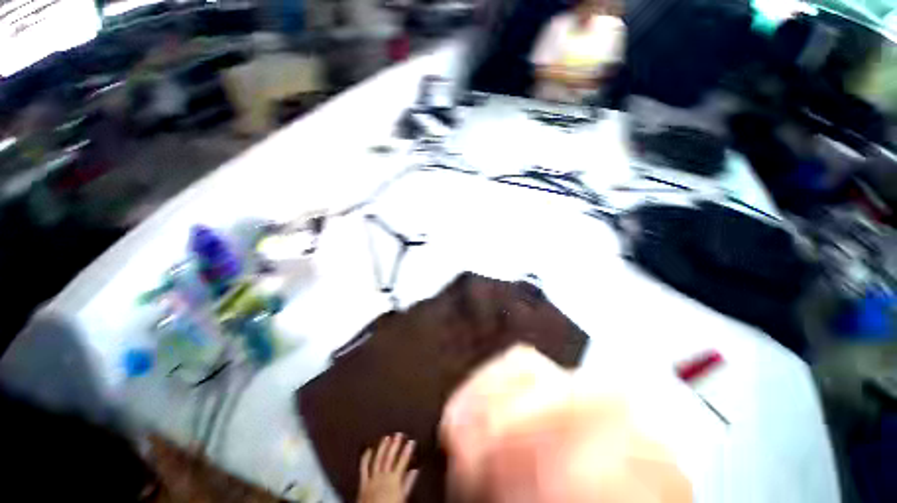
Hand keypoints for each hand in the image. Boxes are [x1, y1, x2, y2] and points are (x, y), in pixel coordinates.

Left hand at [357, 433, 418, 502]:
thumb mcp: (403, 497)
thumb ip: (409, 483)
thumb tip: (415, 471)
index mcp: (394, 479)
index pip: (403, 461)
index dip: (407, 450)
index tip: (411, 441)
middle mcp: (383, 476)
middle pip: (389, 457)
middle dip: (395, 445)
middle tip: (398, 434)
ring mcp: (372, 478)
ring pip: (378, 459)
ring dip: (382, 447)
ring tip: (386, 437)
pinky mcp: (363, 482)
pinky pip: (364, 467)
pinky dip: (366, 457)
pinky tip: (369, 449)